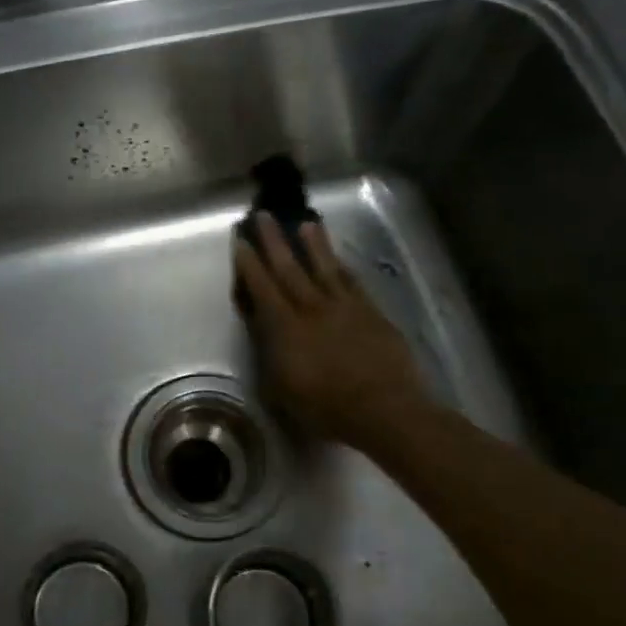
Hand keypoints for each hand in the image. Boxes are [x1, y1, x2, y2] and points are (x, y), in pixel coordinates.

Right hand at [233, 212, 427, 451]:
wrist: (384, 409)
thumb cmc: (325, 408)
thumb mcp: (281, 388)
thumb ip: (269, 354)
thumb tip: (262, 329)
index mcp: (285, 328)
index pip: (262, 288)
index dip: (249, 264)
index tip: (241, 240)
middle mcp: (312, 309)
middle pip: (290, 268)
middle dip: (274, 241)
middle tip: (265, 216)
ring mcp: (345, 308)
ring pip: (325, 268)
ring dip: (314, 244)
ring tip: (306, 223)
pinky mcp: (371, 313)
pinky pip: (353, 282)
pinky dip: (342, 267)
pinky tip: (339, 259)